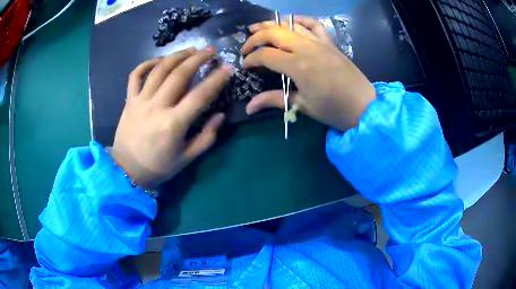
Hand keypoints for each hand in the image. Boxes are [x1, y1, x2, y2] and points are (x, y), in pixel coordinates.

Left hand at [111, 47, 231, 188]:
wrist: (127, 171)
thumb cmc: (158, 167)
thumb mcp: (187, 158)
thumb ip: (206, 137)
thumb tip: (220, 115)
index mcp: (173, 124)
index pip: (200, 95)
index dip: (217, 79)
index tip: (228, 68)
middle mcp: (157, 107)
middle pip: (179, 74)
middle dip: (198, 58)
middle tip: (211, 50)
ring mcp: (140, 101)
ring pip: (159, 70)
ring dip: (177, 56)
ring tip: (190, 50)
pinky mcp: (129, 101)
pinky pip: (135, 76)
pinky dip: (146, 64)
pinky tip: (158, 60)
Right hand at [241, 16, 375, 131]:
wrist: (364, 106)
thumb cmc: (333, 110)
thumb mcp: (302, 106)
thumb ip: (273, 100)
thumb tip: (248, 107)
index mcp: (298, 66)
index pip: (266, 55)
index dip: (251, 59)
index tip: (245, 66)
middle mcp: (307, 48)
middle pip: (274, 33)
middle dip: (255, 37)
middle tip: (246, 46)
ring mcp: (320, 42)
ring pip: (291, 24)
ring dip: (271, 24)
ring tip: (257, 27)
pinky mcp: (330, 42)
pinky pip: (314, 24)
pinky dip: (300, 20)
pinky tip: (290, 22)